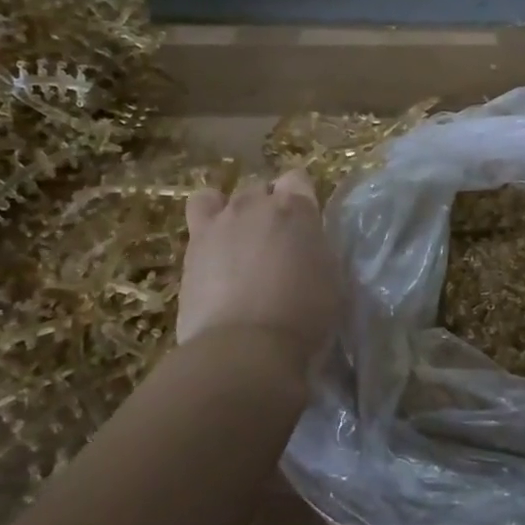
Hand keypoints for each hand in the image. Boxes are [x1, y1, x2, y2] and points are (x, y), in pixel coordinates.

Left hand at [178, 170, 339, 359]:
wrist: (245, 346)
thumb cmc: (303, 317)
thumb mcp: (332, 280)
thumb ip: (318, 251)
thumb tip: (308, 247)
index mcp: (297, 210)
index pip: (298, 179)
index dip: (301, 198)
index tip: (304, 225)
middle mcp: (257, 205)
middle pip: (260, 188)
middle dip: (266, 206)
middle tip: (274, 241)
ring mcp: (221, 221)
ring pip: (223, 197)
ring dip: (232, 212)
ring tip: (237, 242)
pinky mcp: (193, 244)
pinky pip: (197, 214)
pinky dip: (206, 226)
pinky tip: (213, 253)